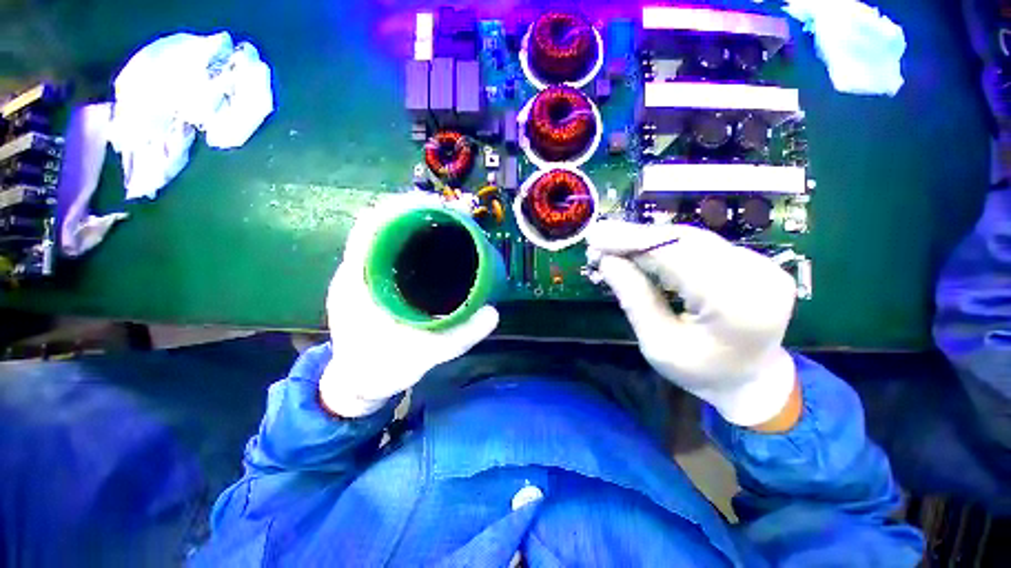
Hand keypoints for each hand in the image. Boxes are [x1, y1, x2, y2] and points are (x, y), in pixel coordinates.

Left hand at [320, 193, 499, 417]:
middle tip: (451, 212)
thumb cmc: (381, 369)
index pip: (371, 228)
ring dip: (413, 223)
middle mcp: (356, 271)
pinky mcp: (372, 282)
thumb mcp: (422, 356)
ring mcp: (362, 275)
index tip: (435, 203)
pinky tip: (433, 247)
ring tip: (447, 222)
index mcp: (358, 283)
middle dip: (414, 211)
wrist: (356, 382)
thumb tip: (494, 313)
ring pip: (386, 236)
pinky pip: (389, 251)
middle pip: (381, 225)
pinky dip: (410, 241)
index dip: (401, 209)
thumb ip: (459, 337)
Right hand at [586, 220, 797, 426]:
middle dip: (637, 238)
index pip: (676, 257)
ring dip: (650, 239)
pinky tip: (644, 249)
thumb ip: (634, 298)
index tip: (597, 237)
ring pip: (693, 239)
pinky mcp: (758, 262)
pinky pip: (703, 245)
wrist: (751, 381)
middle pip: (686, 241)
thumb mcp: (657, 343)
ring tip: (616, 242)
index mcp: (735, 306)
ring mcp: (764, 267)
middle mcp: (757, 277)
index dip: (632, 242)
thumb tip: (607, 261)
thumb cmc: (699, 371)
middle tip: (601, 237)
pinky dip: (668, 245)